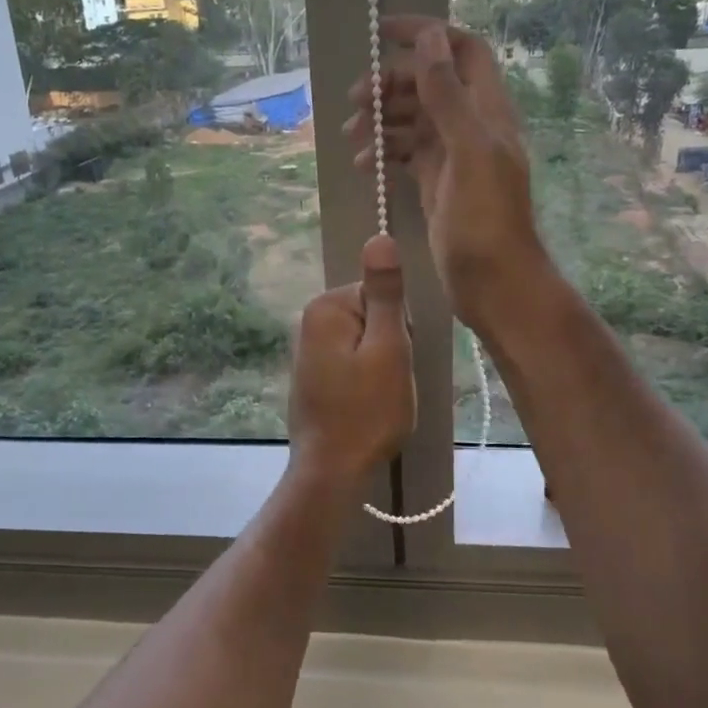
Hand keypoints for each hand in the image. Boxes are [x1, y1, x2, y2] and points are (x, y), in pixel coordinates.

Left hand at [286, 234, 415, 488]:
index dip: (399, 328)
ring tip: (377, 396)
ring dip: (379, 366)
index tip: (395, 360)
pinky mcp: (312, 375)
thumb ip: (386, 293)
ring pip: (365, 342)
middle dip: (389, 346)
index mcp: (325, 307)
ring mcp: (307, 350)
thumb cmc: (367, 412)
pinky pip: (351, 362)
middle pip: (372, 316)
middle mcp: (309, 321)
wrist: (332, 471)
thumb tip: (380, 236)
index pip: (381, 295)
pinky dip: (364, 380)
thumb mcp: (388, 349)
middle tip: (387, 382)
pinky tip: (364, 405)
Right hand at [345, 16, 550, 332]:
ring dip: (381, 119)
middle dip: (390, 83)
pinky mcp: (435, 180)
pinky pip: (405, 152)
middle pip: (428, 83)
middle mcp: (470, 124)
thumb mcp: (468, 151)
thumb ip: (448, 95)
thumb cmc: (485, 218)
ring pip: (412, 118)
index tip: (383, 32)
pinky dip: (383, 150)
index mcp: (486, 109)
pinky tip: (362, 164)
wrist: (492, 281)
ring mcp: (452, 154)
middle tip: (354, 100)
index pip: (460, 50)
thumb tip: (429, 39)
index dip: (426, 33)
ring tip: (352, 137)